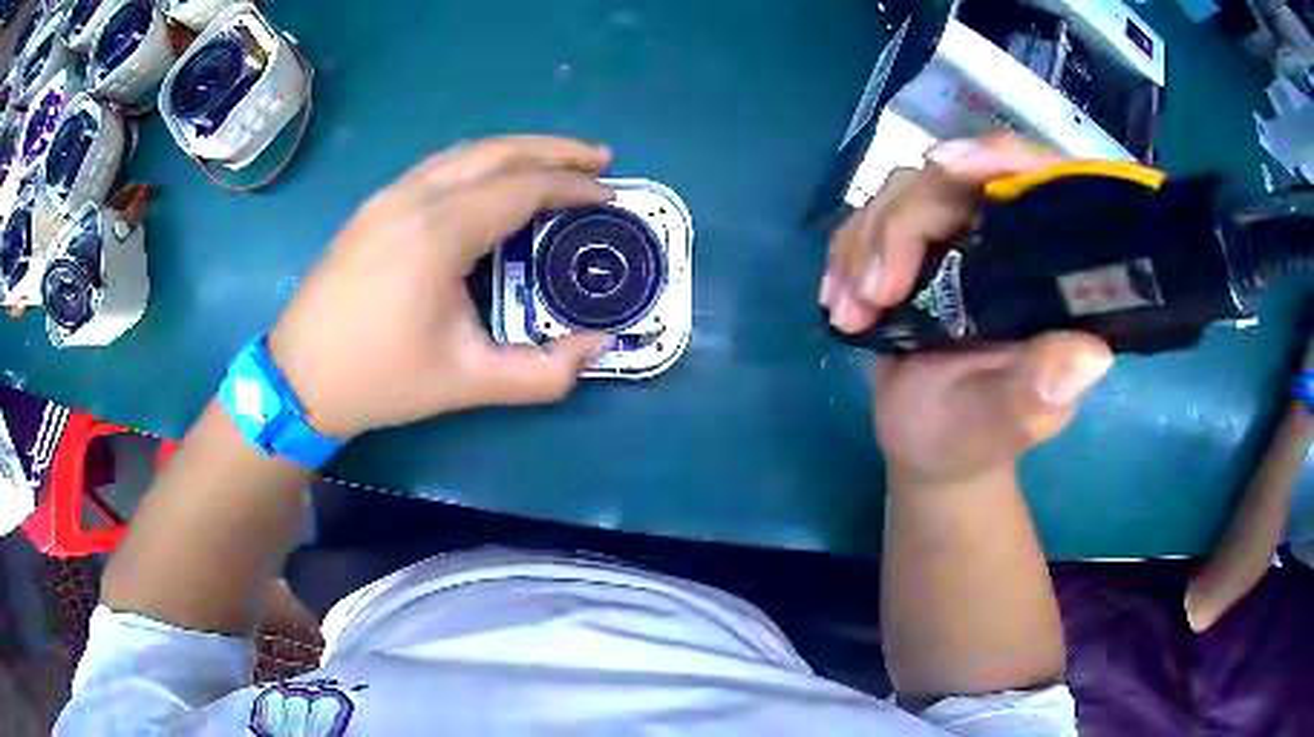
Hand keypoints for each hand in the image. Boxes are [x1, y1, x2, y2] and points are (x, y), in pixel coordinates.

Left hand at [268, 136, 616, 437]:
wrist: (299, 377)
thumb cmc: (380, 379)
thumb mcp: (467, 383)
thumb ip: (543, 373)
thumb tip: (599, 345)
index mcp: (439, 233)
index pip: (523, 187)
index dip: (573, 186)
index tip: (610, 195)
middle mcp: (415, 197)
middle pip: (498, 151)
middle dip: (555, 150)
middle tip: (599, 159)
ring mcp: (389, 195)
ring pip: (466, 151)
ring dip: (517, 150)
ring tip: (556, 163)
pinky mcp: (374, 205)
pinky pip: (439, 165)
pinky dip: (481, 161)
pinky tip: (493, 181)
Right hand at [821, 133, 1113, 486]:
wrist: (927, 446)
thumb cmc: (975, 439)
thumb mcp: (1009, 422)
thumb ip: (1040, 390)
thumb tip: (1092, 355)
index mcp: (1050, 272)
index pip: (1041, 182)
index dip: (1000, 157)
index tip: (944, 166)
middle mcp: (1009, 240)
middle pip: (954, 179)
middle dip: (902, 225)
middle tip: (872, 295)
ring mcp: (961, 238)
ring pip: (906, 190)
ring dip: (866, 244)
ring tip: (851, 312)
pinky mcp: (919, 247)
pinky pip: (874, 217)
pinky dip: (848, 252)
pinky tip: (839, 299)